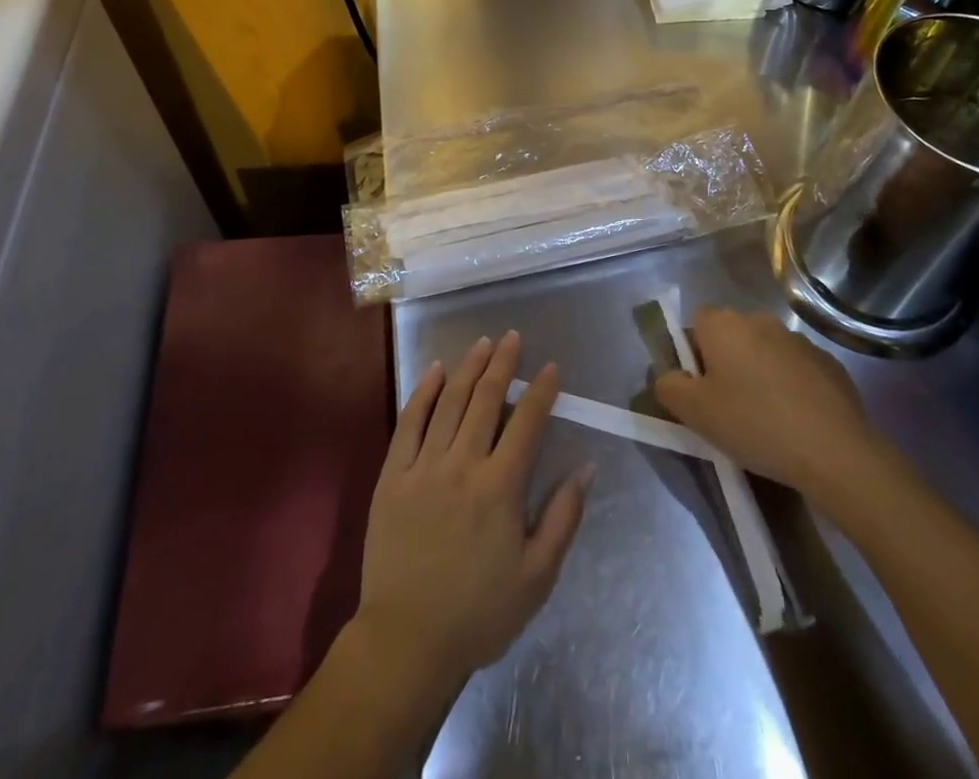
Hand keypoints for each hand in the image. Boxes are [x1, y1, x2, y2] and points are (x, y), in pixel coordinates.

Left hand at [353, 331, 592, 684]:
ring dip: (467, 367)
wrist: (407, 640)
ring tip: (482, 343)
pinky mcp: (392, 475)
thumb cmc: (480, 612)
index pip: (526, 423)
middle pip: (485, 399)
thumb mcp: (537, 576)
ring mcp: (423, 465)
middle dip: (503, 364)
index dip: (540, 391)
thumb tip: (586, 466)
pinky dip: (423, 392)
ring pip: (449, 401)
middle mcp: (463, 464)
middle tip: (513, 337)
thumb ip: (563, 517)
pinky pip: (409, 422)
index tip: (550, 367)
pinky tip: (434, 370)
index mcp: (500, 487)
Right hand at [654, 307, 884, 503]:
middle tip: (729, 406)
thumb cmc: (754, 424)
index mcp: (723, 324)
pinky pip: (797, 369)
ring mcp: (798, 340)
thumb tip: (670, 377)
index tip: (701, 388)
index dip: (693, 353)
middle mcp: (759, 320)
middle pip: (731, 336)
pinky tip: (797, 422)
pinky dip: (792, 387)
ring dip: (760, 373)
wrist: (835, 452)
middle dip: (727, 363)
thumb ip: (669, 387)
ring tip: (766, 418)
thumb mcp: (694, 413)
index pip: (696, 323)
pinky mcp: (829, 363)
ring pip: (765, 352)